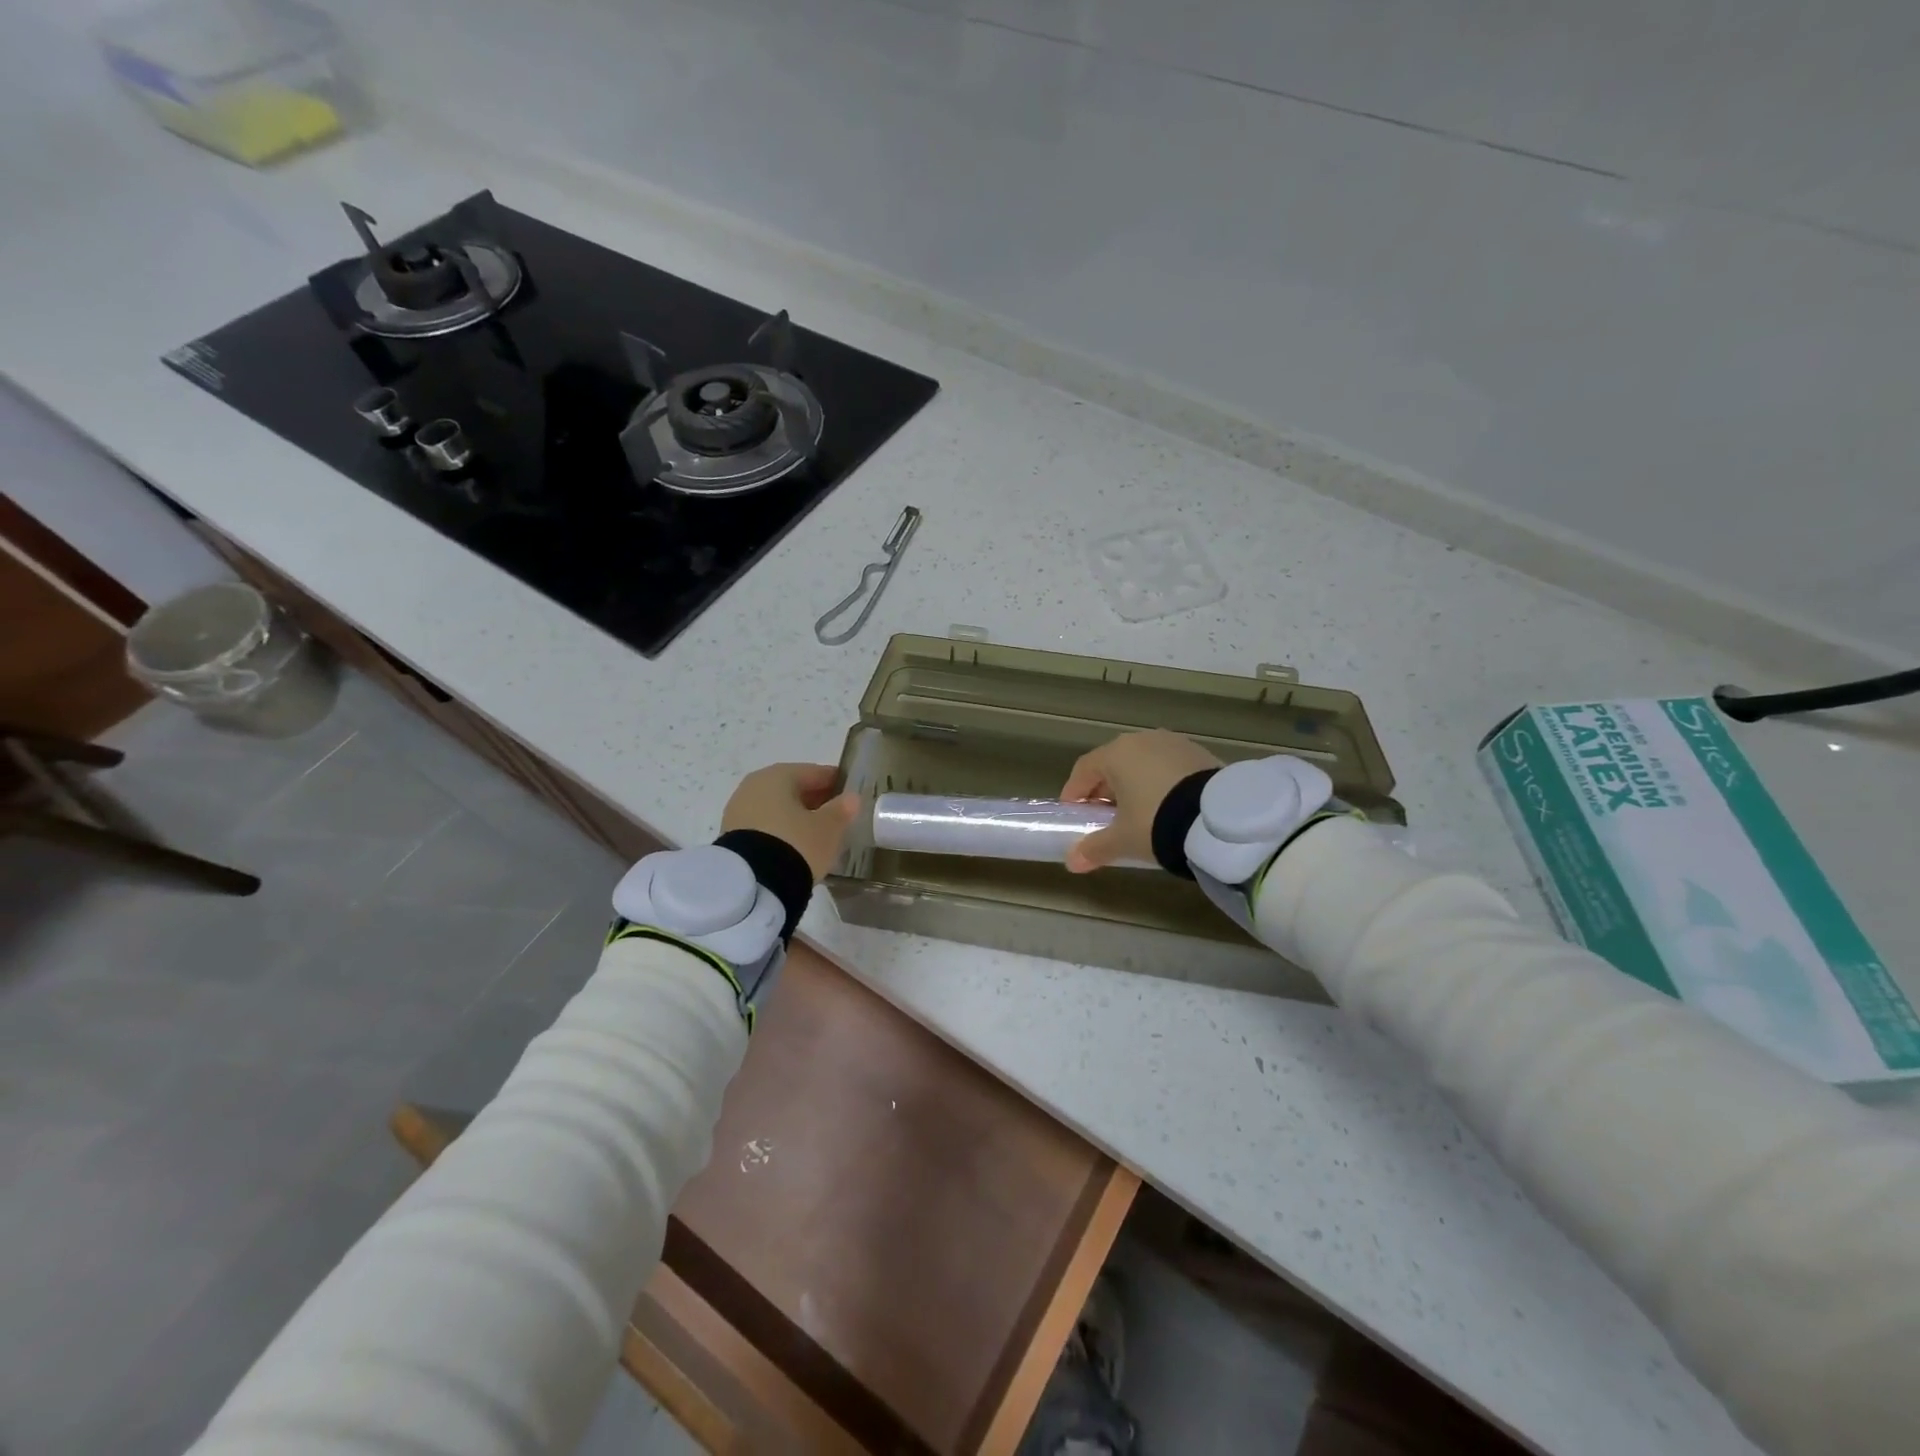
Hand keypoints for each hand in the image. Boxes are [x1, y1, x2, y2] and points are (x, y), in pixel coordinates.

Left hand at [721, 763, 859, 880]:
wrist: (752, 884)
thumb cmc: (796, 844)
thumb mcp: (828, 828)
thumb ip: (841, 810)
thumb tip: (851, 798)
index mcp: (778, 775)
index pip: (813, 772)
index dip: (834, 782)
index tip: (849, 793)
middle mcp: (753, 786)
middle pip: (791, 789)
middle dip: (813, 800)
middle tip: (835, 816)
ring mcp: (738, 811)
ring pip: (776, 808)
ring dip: (795, 817)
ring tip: (815, 835)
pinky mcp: (731, 836)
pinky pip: (763, 826)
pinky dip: (779, 831)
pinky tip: (793, 846)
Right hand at [1059, 730, 1221, 872]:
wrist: (1219, 820)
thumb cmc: (1157, 821)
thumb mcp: (1122, 840)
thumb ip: (1094, 848)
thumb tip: (1072, 862)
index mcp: (1117, 753)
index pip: (1084, 769)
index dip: (1074, 792)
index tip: (1074, 813)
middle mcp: (1143, 740)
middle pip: (1113, 763)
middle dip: (1105, 789)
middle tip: (1104, 816)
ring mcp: (1174, 743)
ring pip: (1143, 763)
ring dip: (1134, 785)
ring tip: (1137, 813)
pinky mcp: (1200, 753)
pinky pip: (1168, 767)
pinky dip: (1160, 783)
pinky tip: (1166, 806)